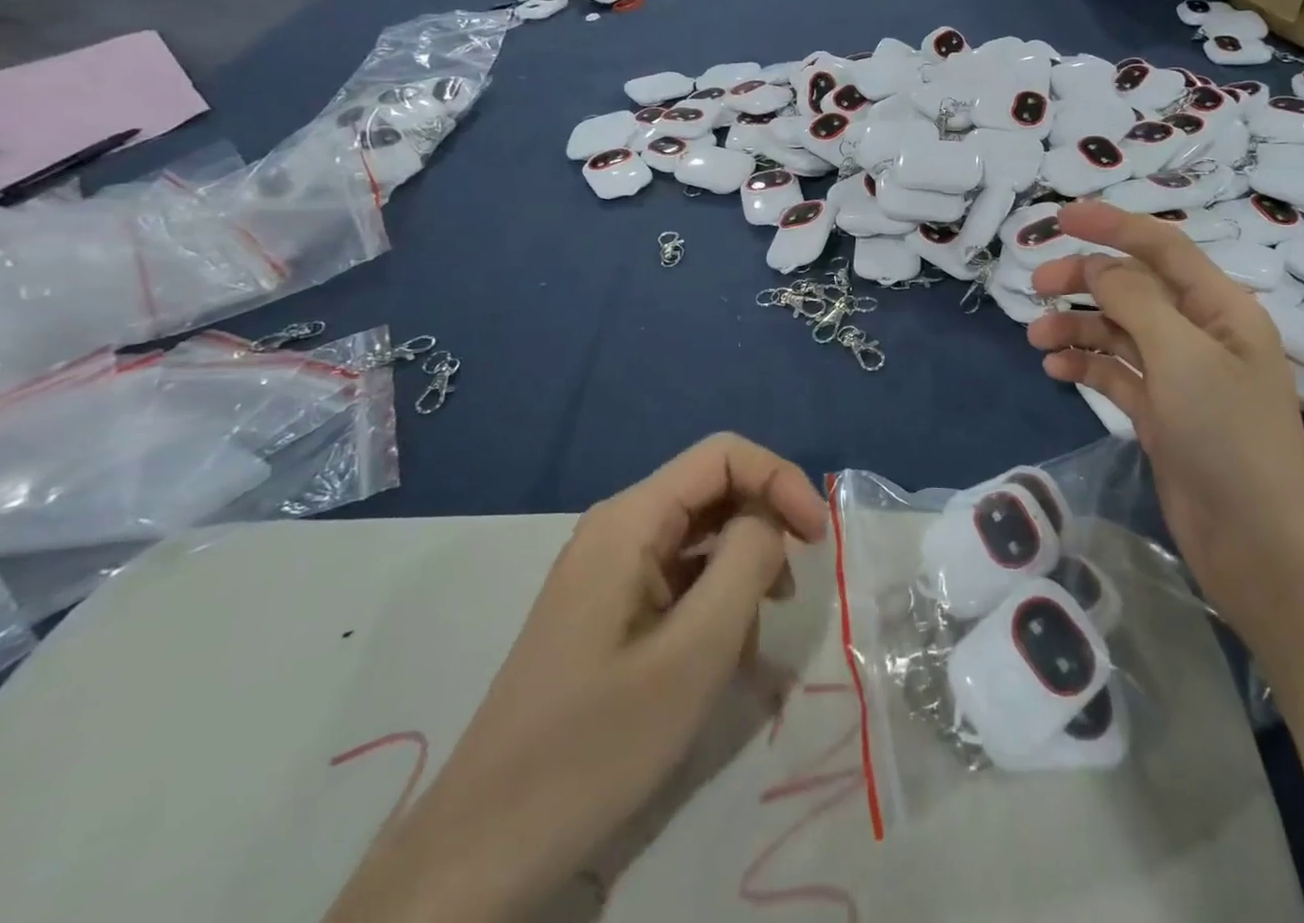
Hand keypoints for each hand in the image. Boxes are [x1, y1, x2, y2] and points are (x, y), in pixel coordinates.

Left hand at [323, 434, 828, 922]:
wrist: (485, 847)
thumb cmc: (597, 743)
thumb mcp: (696, 652)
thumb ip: (746, 563)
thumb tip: (770, 521)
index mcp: (631, 520)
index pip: (724, 455)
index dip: (780, 480)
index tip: (818, 538)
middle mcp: (618, 528)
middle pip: (713, 491)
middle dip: (765, 525)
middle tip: (792, 591)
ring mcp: (609, 569)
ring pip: (700, 535)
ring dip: (743, 568)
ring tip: (757, 634)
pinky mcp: (608, 607)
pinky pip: (679, 576)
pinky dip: (715, 599)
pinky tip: (724, 655)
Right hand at [1025, 201, 1303, 627]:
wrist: (1258, 544)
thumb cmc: (1228, 437)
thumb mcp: (1182, 356)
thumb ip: (1135, 302)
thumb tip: (1098, 268)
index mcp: (1221, 309)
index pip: (1162, 247)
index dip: (1112, 225)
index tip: (1061, 217)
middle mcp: (1200, 334)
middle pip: (1134, 288)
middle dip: (1084, 281)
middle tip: (1035, 287)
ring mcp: (1180, 375)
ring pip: (1118, 331)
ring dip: (1077, 327)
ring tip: (1036, 340)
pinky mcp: (1161, 413)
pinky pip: (1115, 373)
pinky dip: (1086, 365)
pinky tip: (1056, 370)